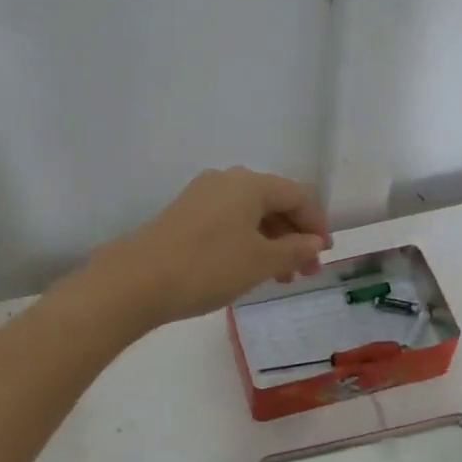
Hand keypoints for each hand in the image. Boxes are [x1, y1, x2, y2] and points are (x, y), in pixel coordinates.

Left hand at [86, 167, 331, 329]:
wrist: (137, 281)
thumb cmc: (208, 267)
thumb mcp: (260, 262)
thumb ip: (294, 250)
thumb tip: (314, 243)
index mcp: (250, 183)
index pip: (298, 196)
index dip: (317, 224)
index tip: (324, 256)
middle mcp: (227, 180)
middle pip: (274, 202)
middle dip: (295, 236)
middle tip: (305, 271)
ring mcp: (202, 196)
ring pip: (251, 214)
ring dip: (272, 242)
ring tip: (279, 277)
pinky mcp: (185, 214)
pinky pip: (229, 221)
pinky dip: (248, 241)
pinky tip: (248, 268)